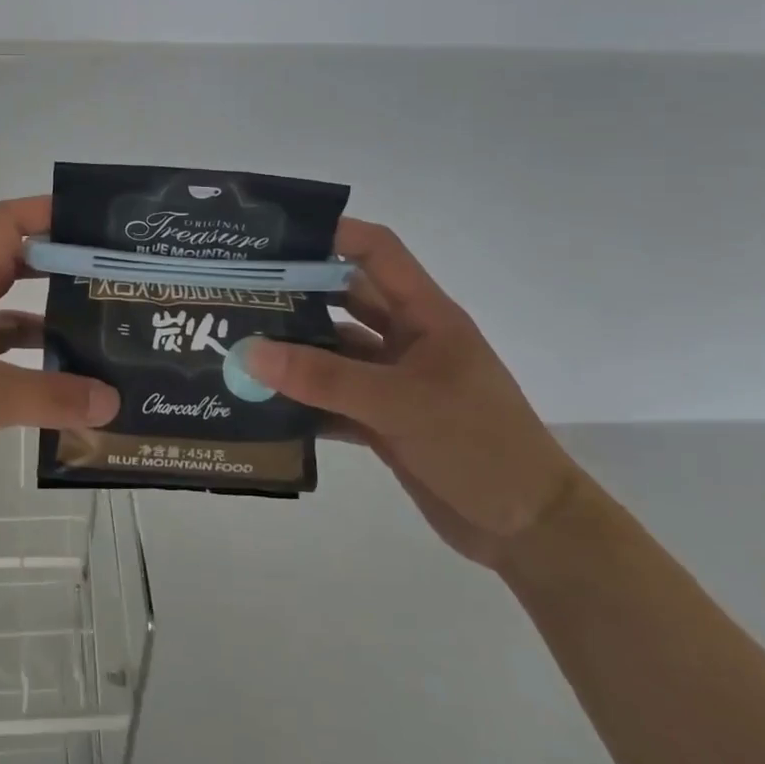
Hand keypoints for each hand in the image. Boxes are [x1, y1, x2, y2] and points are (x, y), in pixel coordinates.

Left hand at [0, 196, 119, 517]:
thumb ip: (51, 397)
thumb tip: (113, 400)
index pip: (5, 226)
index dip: (46, 212)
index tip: (94, 224)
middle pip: (17, 269)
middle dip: (63, 270)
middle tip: (114, 283)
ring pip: (13, 321)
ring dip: (53, 325)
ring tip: (107, 340)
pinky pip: (5, 365)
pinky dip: (35, 371)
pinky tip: (70, 393)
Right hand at [242, 218, 585, 568]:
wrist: (529, 529)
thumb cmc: (478, 443)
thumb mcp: (399, 402)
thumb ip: (323, 377)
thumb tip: (248, 352)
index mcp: (424, 315)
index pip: (378, 252)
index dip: (333, 234)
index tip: (275, 237)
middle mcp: (407, 340)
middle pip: (345, 300)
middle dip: (297, 294)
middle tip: (239, 292)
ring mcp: (394, 381)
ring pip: (334, 354)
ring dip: (293, 353)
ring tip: (236, 346)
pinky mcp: (384, 421)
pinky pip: (333, 400)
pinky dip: (302, 401)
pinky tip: (260, 403)